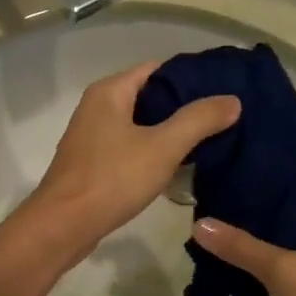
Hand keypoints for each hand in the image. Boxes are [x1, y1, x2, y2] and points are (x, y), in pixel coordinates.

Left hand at [20, 61, 239, 260]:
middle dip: (184, 106)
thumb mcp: (162, 147)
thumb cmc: (111, 179)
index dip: (191, 77)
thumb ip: (198, 120)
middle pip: (149, 96)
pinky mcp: (92, 164)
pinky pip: (129, 148)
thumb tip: (232, 100)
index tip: (224, 88)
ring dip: (169, 131)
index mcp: (109, 91)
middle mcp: (96, 107)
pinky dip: (152, 152)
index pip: (158, 69)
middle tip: (223, 116)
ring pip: (139, 125)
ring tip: (210, 138)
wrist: (63, 226)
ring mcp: (92, 137)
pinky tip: (177, 165)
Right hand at [192, 175, 295, 295]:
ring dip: (270, 237)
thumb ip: (241, 246)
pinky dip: (274, 264)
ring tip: (230, 222)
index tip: (253, 161)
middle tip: (232, 191)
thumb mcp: (283, 271)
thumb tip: (199, 224)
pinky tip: (242, 261)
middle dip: (271, 204)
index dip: (289, 169)